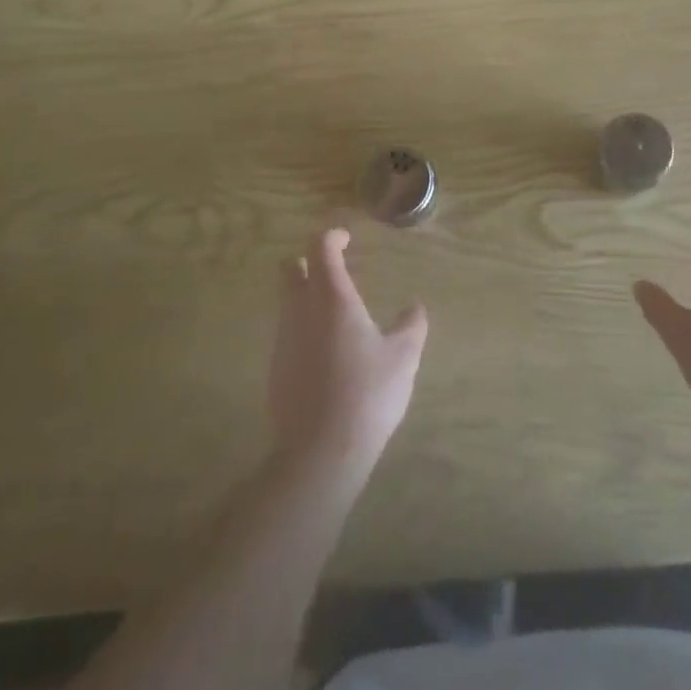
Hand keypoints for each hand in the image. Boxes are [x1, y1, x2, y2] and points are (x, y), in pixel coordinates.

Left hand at [270, 228, 427, 475]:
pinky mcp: (275, 369)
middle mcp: (301, 311)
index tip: (346, 238)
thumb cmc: (367, 394)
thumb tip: (415, 308)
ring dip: (305, 295)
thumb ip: (411, 326)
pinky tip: (325, 353)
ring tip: (335, 314)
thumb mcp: (403, 358)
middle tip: (334, 269)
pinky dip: (302, 328)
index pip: (320, 248)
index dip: (332, 236)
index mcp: (332, 298)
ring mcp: (283, 340)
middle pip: (292, 268)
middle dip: (309, 261)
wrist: (320, 453)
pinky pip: (287, 333)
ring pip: (287, 301)